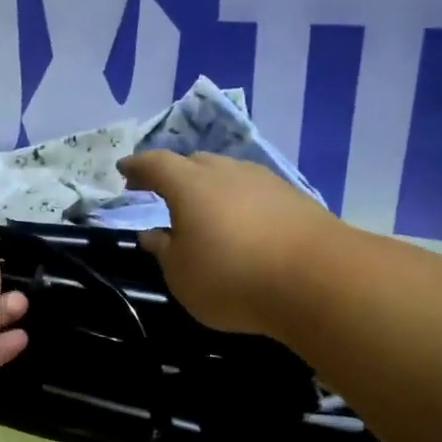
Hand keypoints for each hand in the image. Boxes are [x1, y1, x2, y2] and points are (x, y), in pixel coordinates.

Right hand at [116, 151, 331, 335]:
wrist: (318, 279)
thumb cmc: (232, 277)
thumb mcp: (181, 275)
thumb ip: (164, 251)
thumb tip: (153, 235)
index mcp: (190, 185)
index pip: (155, 164)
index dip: (137, 166)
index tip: (124, 170)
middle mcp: (226, 172)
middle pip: (194, 162)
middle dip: (175, 174)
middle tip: (163, 191)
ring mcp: (264, 181)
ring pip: (228, 174)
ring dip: (210, 187)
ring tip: (205, 210)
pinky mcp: (294, 198)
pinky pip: (254, 191)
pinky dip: (239, 202)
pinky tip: (242, 224)